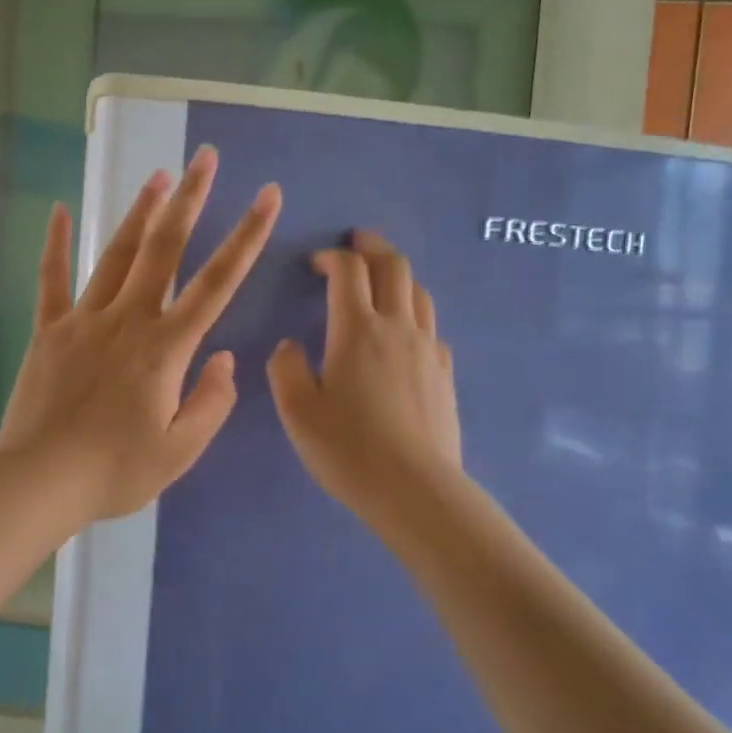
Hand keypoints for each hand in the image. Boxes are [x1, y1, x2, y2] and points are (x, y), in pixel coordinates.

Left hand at [0, 147, 281, 522]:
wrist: (40, 481)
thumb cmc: (116, 471)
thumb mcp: (180, 451)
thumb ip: (211, 402)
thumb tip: (223, 359)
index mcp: (166, 348)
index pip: (217, 282)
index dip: (247, 236)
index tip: (267, 196)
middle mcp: (128, 320)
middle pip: (164, 249)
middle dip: (189, 199)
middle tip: (205, 158)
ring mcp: (84, 320)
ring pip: (117, 254)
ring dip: (140, 211)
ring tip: (158, 174)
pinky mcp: (49, 331)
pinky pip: (51, 279)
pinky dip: (56, 243)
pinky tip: (59, 210)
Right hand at [267, 230, 461, 524]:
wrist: (414, 489)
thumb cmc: (347, 448)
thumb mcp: (296, 411)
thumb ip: (286, 369)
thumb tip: (290, 346)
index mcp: (357, 329)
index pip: (348, 271)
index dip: (331, 257)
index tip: (315, 263)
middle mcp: (398, 327)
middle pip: (394, 267)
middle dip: (372, 247)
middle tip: (356, 242)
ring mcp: (428, 349)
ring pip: (419, 292)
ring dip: (397, 276)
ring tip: (381, 280)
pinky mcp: (445, 373)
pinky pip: (432, 327)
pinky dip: (414, 313)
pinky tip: (404, 333)